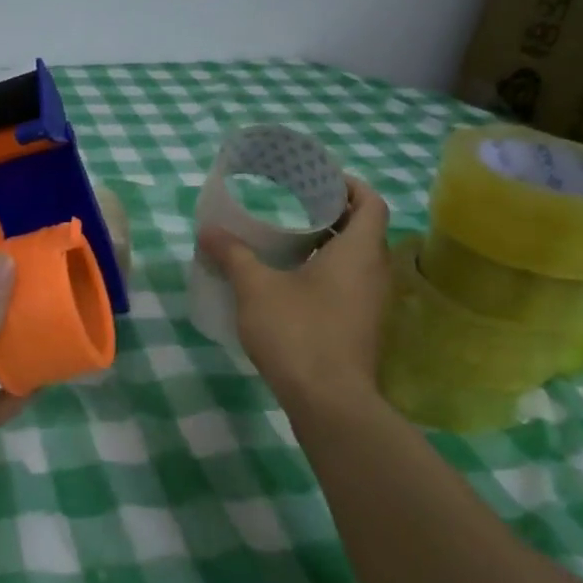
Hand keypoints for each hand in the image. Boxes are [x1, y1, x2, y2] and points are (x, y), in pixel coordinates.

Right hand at [198, 178, 392, 410]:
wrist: (329, 402)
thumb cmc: (298, 332)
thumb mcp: (256, 288)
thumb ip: (233, 255)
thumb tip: (208, 230)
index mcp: (359, 251)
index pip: (372, 203)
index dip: (350, 185)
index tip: (319, 180)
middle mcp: (375, 272)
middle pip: (365, 229)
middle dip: (333, 213)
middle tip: (295, 205)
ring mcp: (372, 303)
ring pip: (357, 259)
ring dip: (329, 245)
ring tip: (288, 240)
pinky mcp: (362, 327)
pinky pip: (350, 284)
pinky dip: (328, 272)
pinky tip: (292, 282)